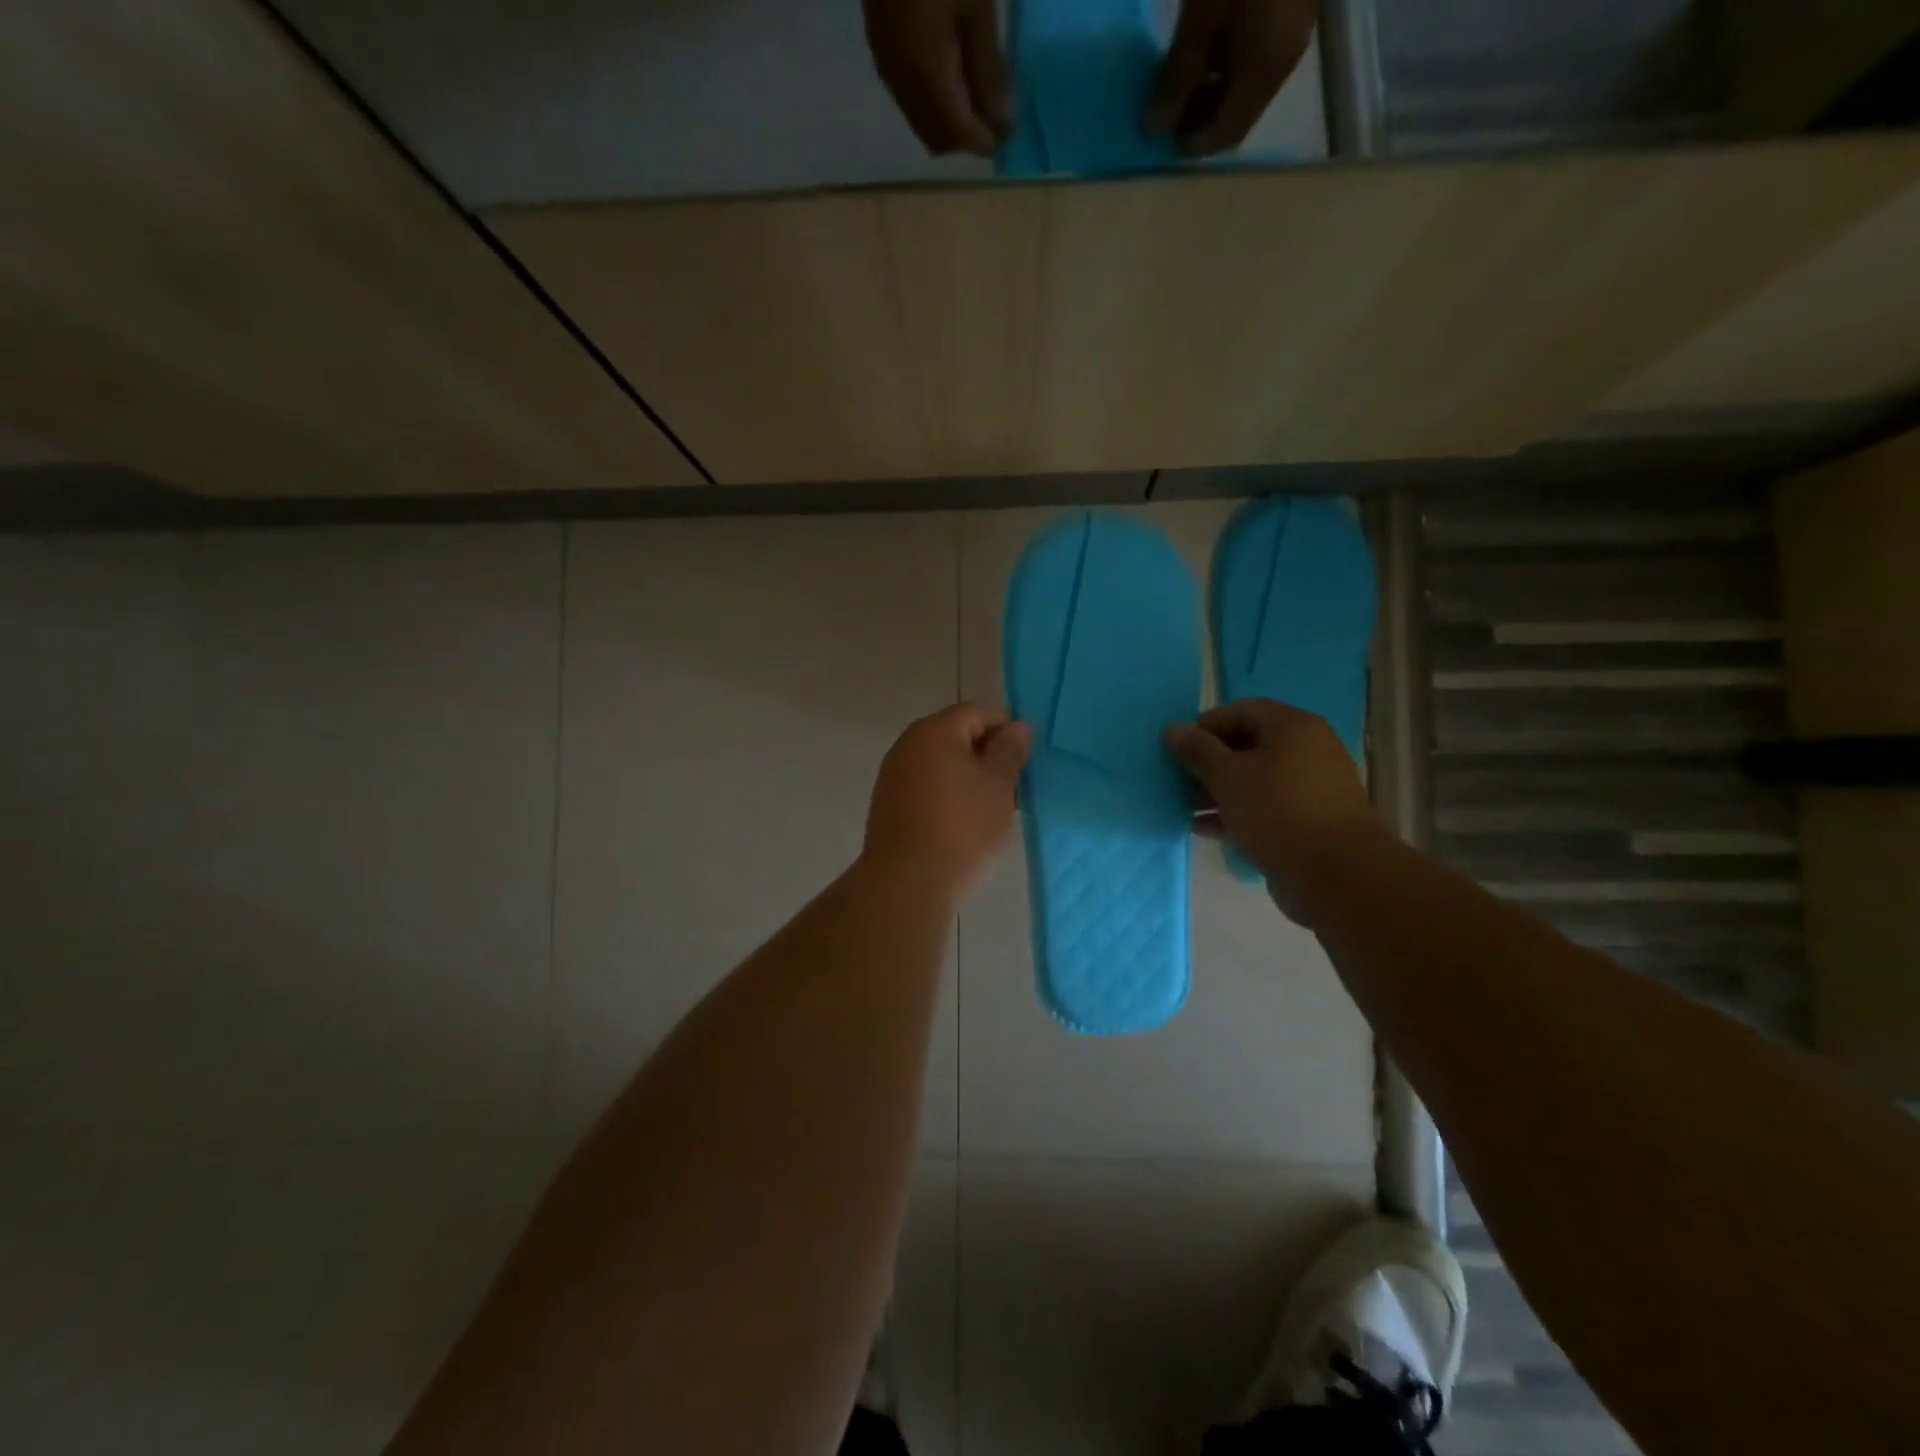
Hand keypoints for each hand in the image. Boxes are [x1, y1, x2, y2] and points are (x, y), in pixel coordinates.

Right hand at [863, 0, 1012, 156]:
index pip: (961, 137)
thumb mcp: (978, 8)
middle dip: (969, 135)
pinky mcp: (882, 48)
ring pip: (924, 121)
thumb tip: (1003, 124)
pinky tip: (954, 70)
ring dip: (952, 119)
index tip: (1013, 131)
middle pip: (940, 139)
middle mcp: (904, 87)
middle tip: (998, 111)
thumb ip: (990, 72)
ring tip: (979, 89)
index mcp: (928, 80)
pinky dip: (936, 99)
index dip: (988, 140)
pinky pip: (912, 96)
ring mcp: (889, 68)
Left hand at [863, 703, 1031, 900]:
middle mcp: (907, 745)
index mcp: (935, 730)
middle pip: (956, 735)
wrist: (907, 883)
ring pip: (941, 764)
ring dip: (967, 777)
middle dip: (987, 755)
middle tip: (1013, 786)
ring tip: (991, 809)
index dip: (1006, 729)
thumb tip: (1016, 727)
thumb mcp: (999, 785)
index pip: (978, 712)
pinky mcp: (887, 805)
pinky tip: (963, 824)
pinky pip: (925, 787)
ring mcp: (892, 775)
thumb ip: (1009, 750)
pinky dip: (947, 796)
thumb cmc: (962, 827)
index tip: (1025, 760)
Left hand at [1146, 0, 1319, 155]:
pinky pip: (1254, 55)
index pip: (1227, 134)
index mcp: (1265, 69)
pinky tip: (1202, 48)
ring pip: (1245, 87)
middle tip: (1164, 111)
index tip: (1159, 138)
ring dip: (1210, 93)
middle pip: (1238, 114)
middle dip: (1199, 120)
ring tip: (1176, 81)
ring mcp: (1292, 31)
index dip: (1192, 143)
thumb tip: (1155, 128)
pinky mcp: (1291, 6)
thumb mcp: (1201, 12)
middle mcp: (1284, 59)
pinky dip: (1225, 64)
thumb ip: (1179, 73)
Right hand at [1163, 699, 1381, 921]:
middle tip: (1178, 781)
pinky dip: (1236, 813)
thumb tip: (1173, 729)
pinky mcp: (1309, 820)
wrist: (1337, 874)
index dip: (1205, 727)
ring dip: (1218, 791)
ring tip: (1185, 809)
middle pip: (1247, 746)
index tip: (1176, 750)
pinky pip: (1265, 807)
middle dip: (1208, 763)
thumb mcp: (1227, 776)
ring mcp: (1310, 787)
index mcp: (1292, 727)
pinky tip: (1206, 830)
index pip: (1240, 711)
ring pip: (1254, 780)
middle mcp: (1307, 749)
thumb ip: (1197, 751)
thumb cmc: (1278, 812)